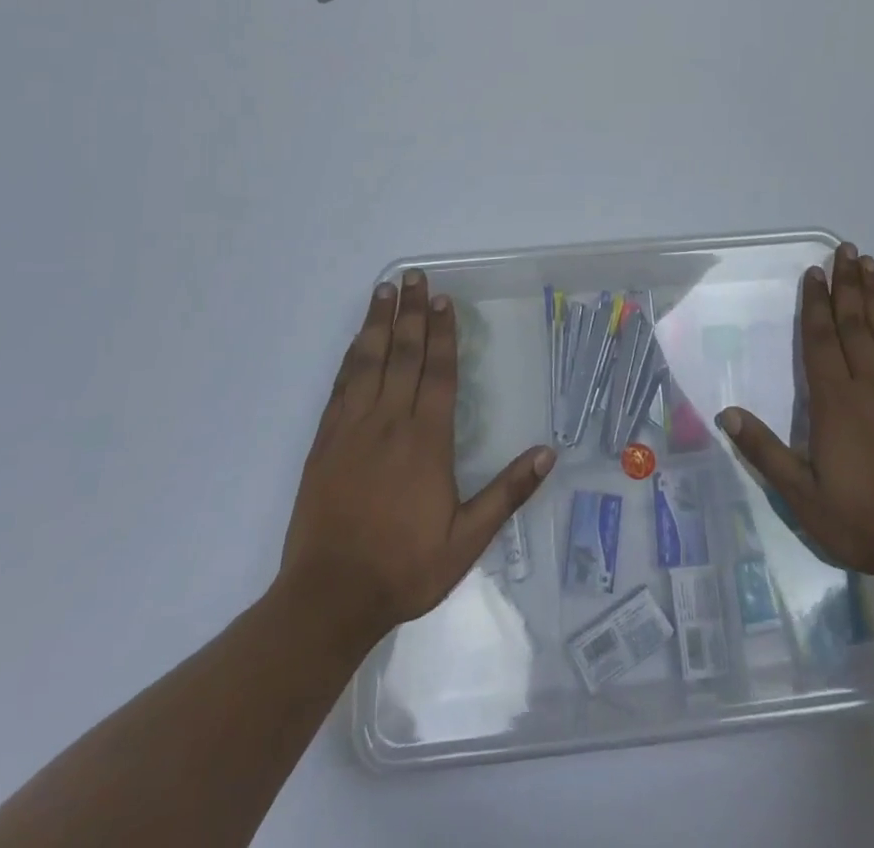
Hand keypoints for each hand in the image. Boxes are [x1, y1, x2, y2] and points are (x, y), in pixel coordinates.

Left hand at [275, 270, 554, 653]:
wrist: (329, 597)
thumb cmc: (405, 567)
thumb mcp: (467, 540)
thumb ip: (507, 493)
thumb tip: (548, 455)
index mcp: (426, 440)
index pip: (439, 372)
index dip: (443, 332)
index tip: (443, 299)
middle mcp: (389, 422)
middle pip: (403, 354)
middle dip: (411, 312)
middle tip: (414, 276)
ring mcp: (352, 428)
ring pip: (368, 361)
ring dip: (378, 322)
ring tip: (384, 290)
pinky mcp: (325, 441)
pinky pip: (340, 386)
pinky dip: (351, 356)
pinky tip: (356, 340)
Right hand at [717, 243, 873, 604]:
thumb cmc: (864, 522)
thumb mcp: (804, 498)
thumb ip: (765, 453)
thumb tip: (726, 413)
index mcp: (837, 404)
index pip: (822, 342)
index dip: (816, 305)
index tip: (814, 272)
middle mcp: (870, 387)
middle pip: (854, 324)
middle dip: (846, 284)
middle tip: (843, 248)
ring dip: (872, 294)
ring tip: (867, 263)